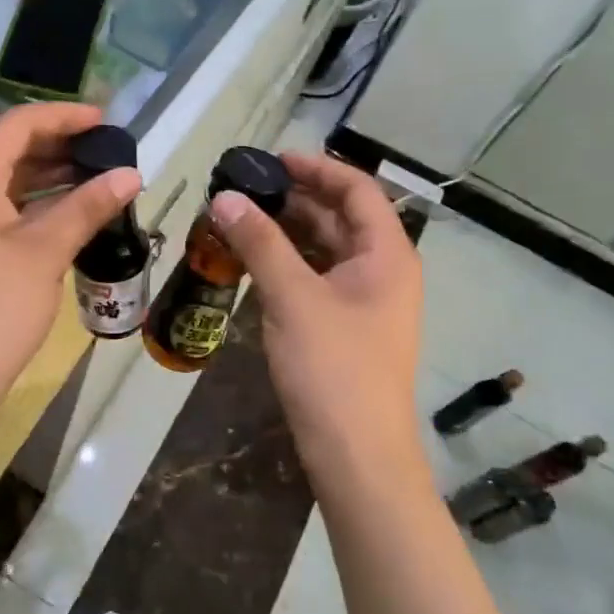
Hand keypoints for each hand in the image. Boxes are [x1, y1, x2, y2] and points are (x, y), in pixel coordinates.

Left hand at [0, 103, 141, 410]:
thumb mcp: (45, 252)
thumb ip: (87, 206)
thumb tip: (131, 174)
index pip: (18, 124)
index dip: (64, 116)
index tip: (107, 121)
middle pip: (11, 147)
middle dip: (60, 143)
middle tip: (109, 149)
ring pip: (9, 178)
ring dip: (52, 173)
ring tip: (100, 175)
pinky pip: (5, 206)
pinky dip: (39, 202)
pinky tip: (74, 210)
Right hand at [209, 152, 426, 489]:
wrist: (357, 454)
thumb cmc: (333, 368)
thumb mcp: (293, 297)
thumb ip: (260, 243)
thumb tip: (226, 197)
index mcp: (387, 254)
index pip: (356, 189)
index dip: (316, 168)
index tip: (270, 159)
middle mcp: (383, 270)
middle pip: (341, 217)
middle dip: (295, 199)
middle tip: (245, 188)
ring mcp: (366, 301)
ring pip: (327, 250)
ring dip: (288, 231)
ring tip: (241, 218)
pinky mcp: (347, 326)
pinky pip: (319, 279)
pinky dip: (289, 264)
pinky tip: (255, 261)